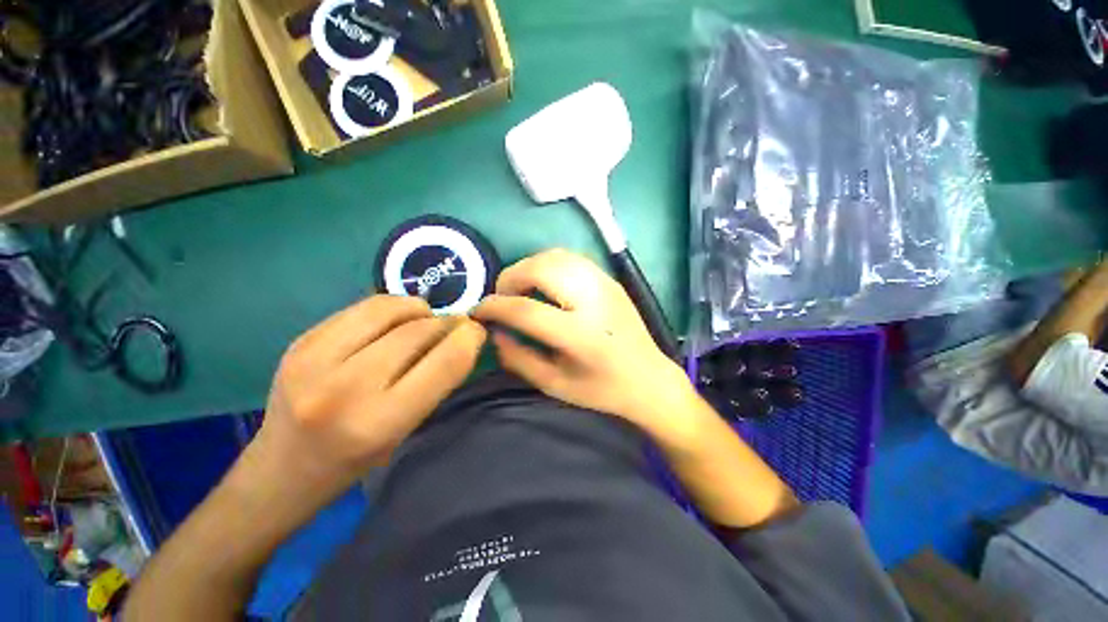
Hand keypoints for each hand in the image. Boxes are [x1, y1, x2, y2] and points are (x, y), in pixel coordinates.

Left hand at [251, 295, 486, 501]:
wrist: (284, 465)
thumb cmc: (345, 468)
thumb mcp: (392, 441)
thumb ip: (421, 393)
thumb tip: (450, 344)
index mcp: (376, 424)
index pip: (437, 367)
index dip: (465, 341)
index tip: (475, 331)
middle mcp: (345, 386)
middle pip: (410, 333)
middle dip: (441, 322)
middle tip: (452, 323)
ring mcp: (316, 358)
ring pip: (379, 309)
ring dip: (410, 307)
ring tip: (422, 313)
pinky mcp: (300, 341)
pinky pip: (351, 312)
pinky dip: (378, 312)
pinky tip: (386, 320)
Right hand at [472, 249, 694, 431]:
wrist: (649, 379)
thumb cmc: (601, 390)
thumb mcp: (554, 385)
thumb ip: (519, 359)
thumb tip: (494, 332)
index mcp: (580, 335)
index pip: (526, 310)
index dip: (495, 307)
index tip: (477, 311)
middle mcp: (593, 301)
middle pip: (540, 268)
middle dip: (510, 278)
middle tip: (500, 298)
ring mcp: (604, 284)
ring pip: (554, 256)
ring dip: (528, 267)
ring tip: (519, 290)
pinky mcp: (609, 279)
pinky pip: (570, 258)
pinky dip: (547, 264)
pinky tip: (542, 285)